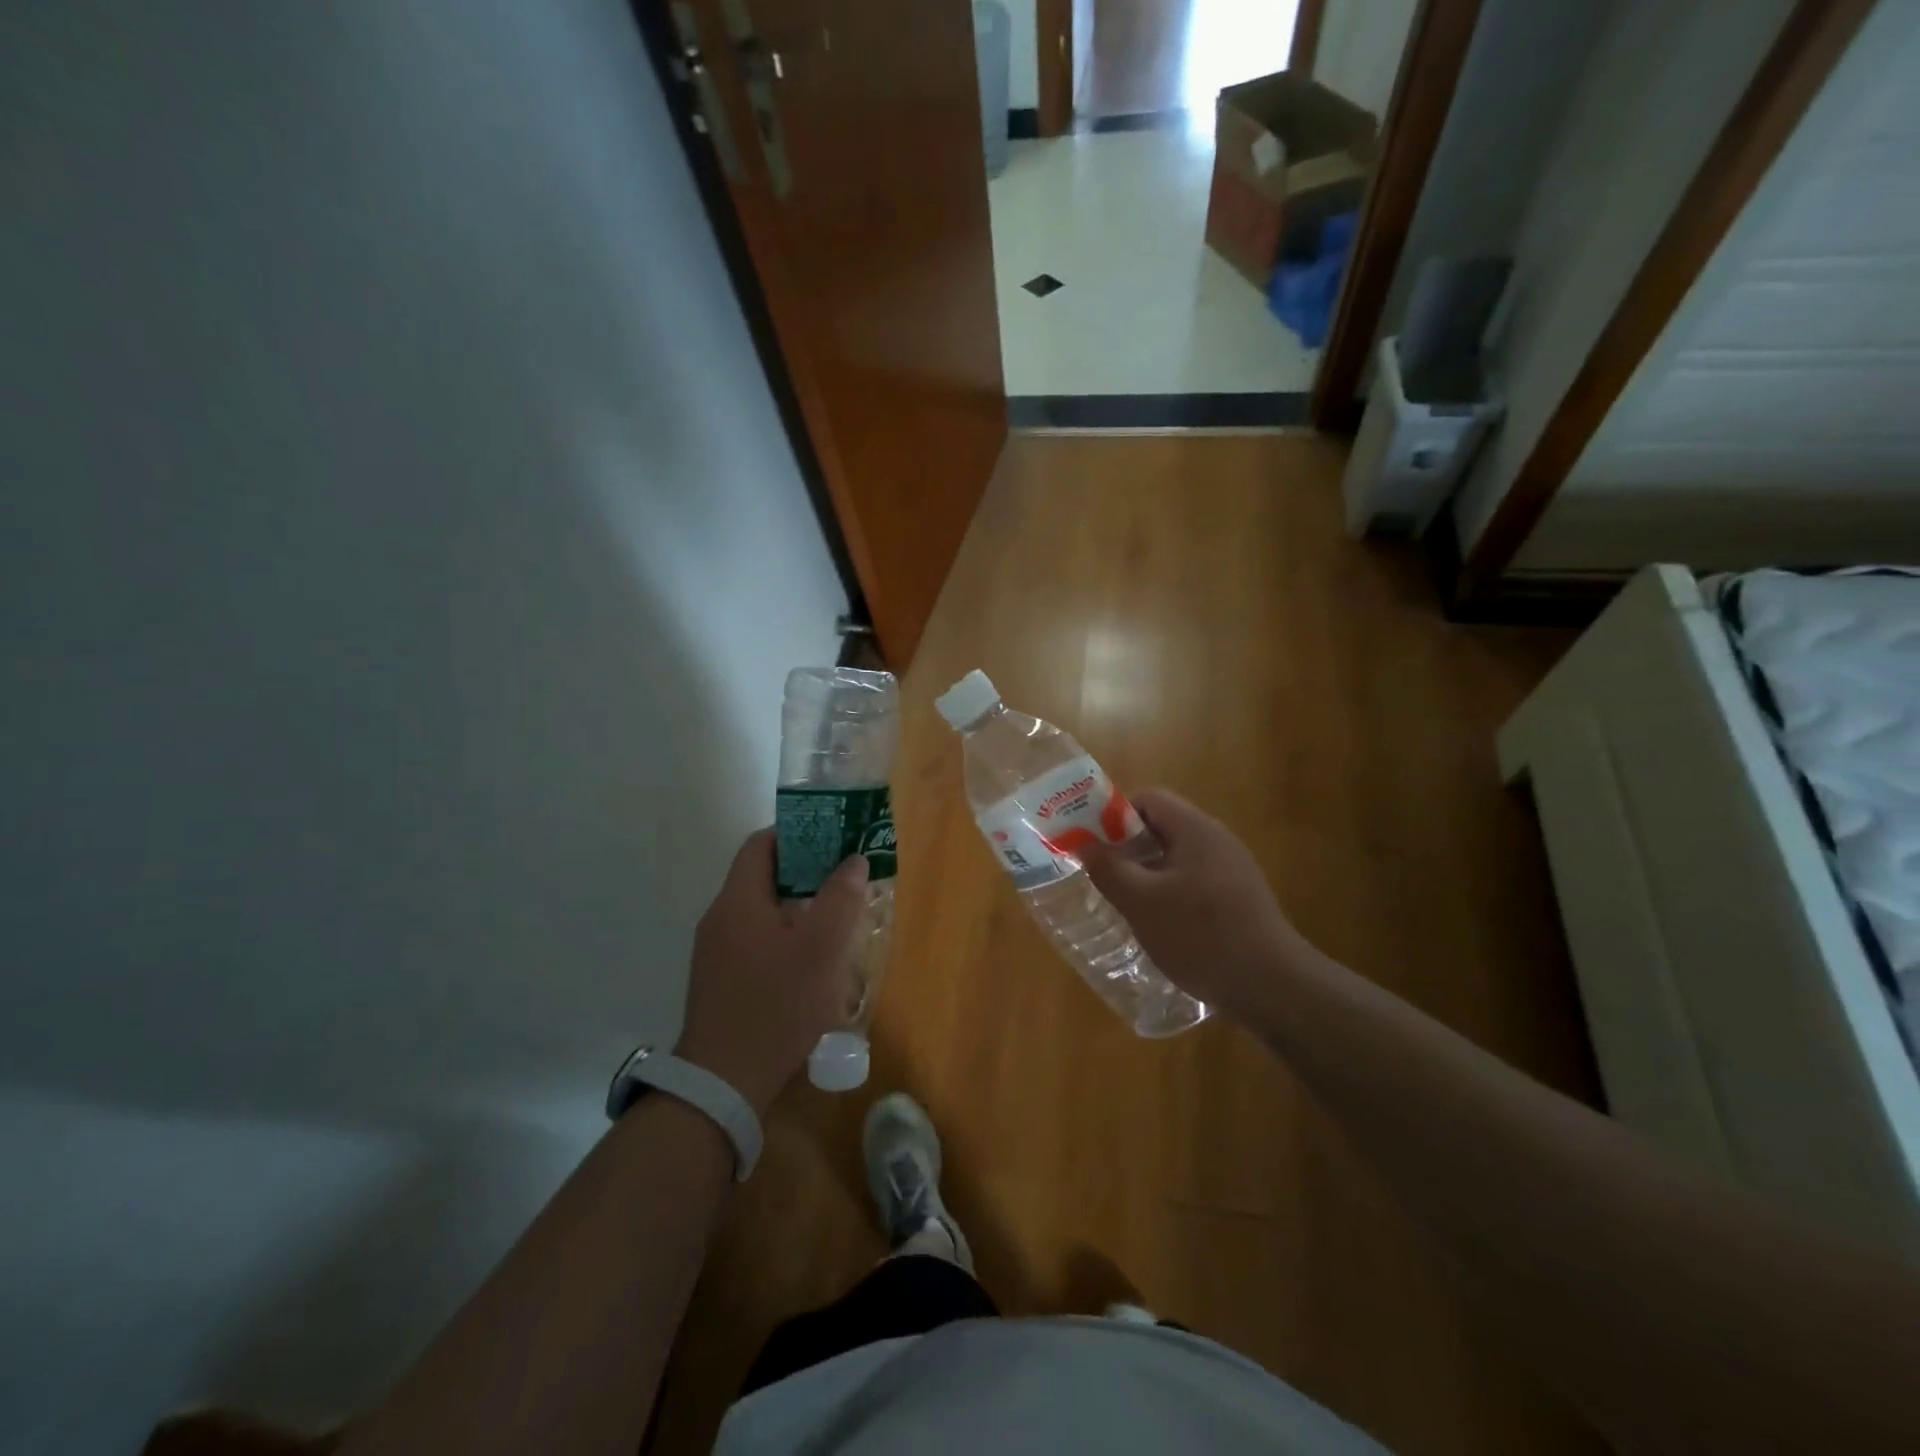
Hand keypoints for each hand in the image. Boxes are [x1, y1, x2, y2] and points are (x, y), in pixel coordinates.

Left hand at [675, 830, 869, 1114]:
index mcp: (738, 900)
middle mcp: (720, 918)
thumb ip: (840, 898)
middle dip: (807, 870)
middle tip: (846, 878)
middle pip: (763, 876)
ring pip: (762, 910)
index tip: (835, 838)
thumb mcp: (821, 950)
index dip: (799, 832)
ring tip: (838, 916)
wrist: (722, 1085)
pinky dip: (785, 934)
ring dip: (799, 906)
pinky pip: (755, 939)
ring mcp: (716, 951)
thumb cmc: (776, 1007)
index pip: (762, 844)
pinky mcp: (720, 980)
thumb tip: (854, 859)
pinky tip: (812, 959)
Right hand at [1080, 789, 1313, 1024]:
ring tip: (1126, 904)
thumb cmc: (1199, 935)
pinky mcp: (1239, 898)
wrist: (1271, 986)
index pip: (1149, 799)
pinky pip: (1194, 881)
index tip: (1095, 847)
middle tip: (1104, 877)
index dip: (1115, 816)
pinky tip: (1160, 926)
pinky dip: (1170, 894)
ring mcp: (1232, 870)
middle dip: (1128, 848)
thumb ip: (1108, 869)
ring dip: (1147, 874)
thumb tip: (1085, 845)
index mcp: (1196, 829)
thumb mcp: (1141, 902)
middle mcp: (1217, 840)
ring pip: (1177, 858)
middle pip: (1162, 827)